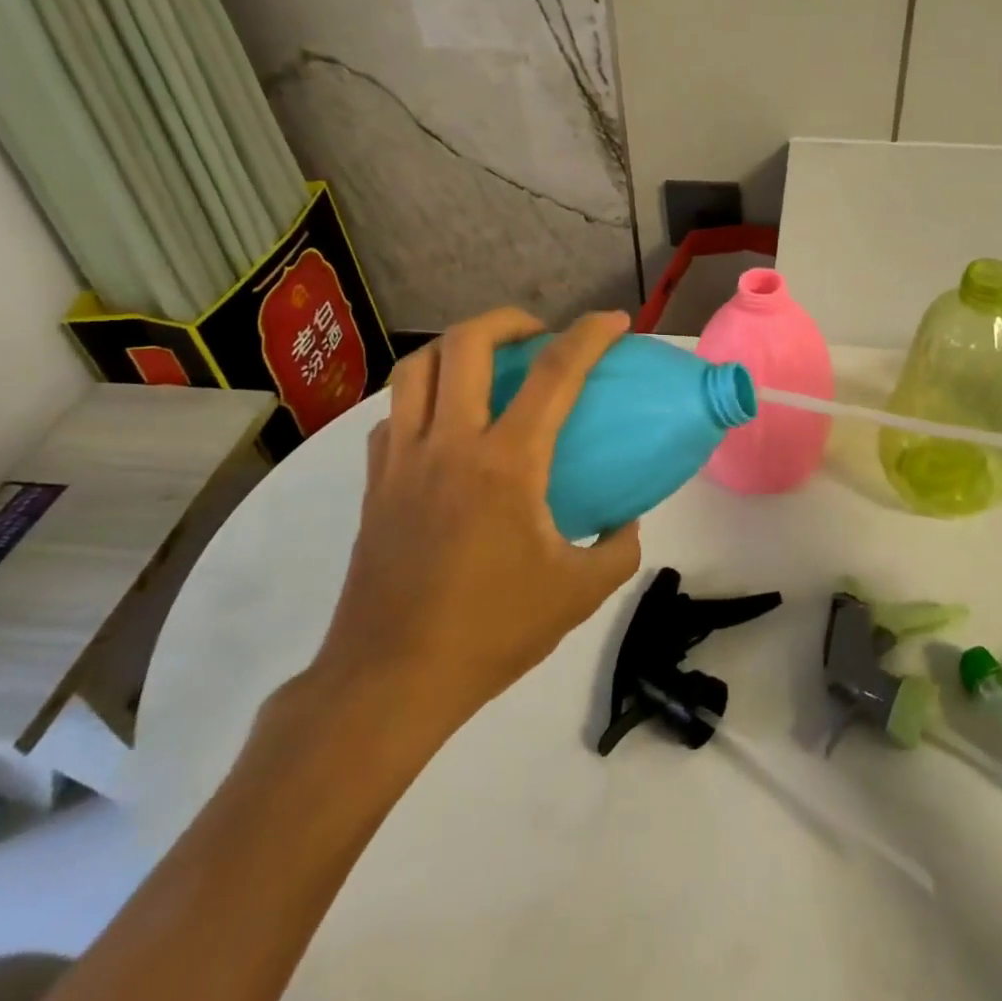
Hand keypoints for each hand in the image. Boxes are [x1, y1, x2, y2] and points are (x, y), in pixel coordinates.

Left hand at [302, 308, 641, 761]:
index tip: (614, 321)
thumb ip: (619, 548)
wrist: (391, 680)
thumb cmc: (491, 631)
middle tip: (537, 334)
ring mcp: (402, 460)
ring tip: (486, 362)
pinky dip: (421, 398)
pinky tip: (444, 424)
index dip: (589, 336)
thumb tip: (627, 521)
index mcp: (506, 464)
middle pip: (466, 344)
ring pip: (416, 368)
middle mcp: (449, 444)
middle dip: (508, 320)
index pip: (555, 375)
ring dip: (456, 347)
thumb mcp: (579, 593)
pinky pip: (393, 415)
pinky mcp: (374, 484)